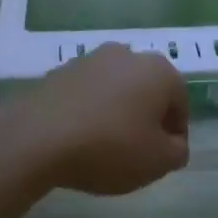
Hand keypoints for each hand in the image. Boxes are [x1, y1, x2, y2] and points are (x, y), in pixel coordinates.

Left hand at [14, 44, 189, 195]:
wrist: (36, 139)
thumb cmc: (110, 148)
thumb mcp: (158, 162)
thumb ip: (177, 152)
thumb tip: (173, 144)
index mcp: (159, 71)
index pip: (181, 103)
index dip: (176, 135)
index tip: (164, 158)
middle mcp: (126, 55)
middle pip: (147, 92)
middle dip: (146, 119)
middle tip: (137, 153)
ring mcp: (88, 60)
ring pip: (115, 91)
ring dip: (116, 114)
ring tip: (105, 147)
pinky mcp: (57, 72)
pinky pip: (85, 96)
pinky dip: (88, 113)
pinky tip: (79, 139)